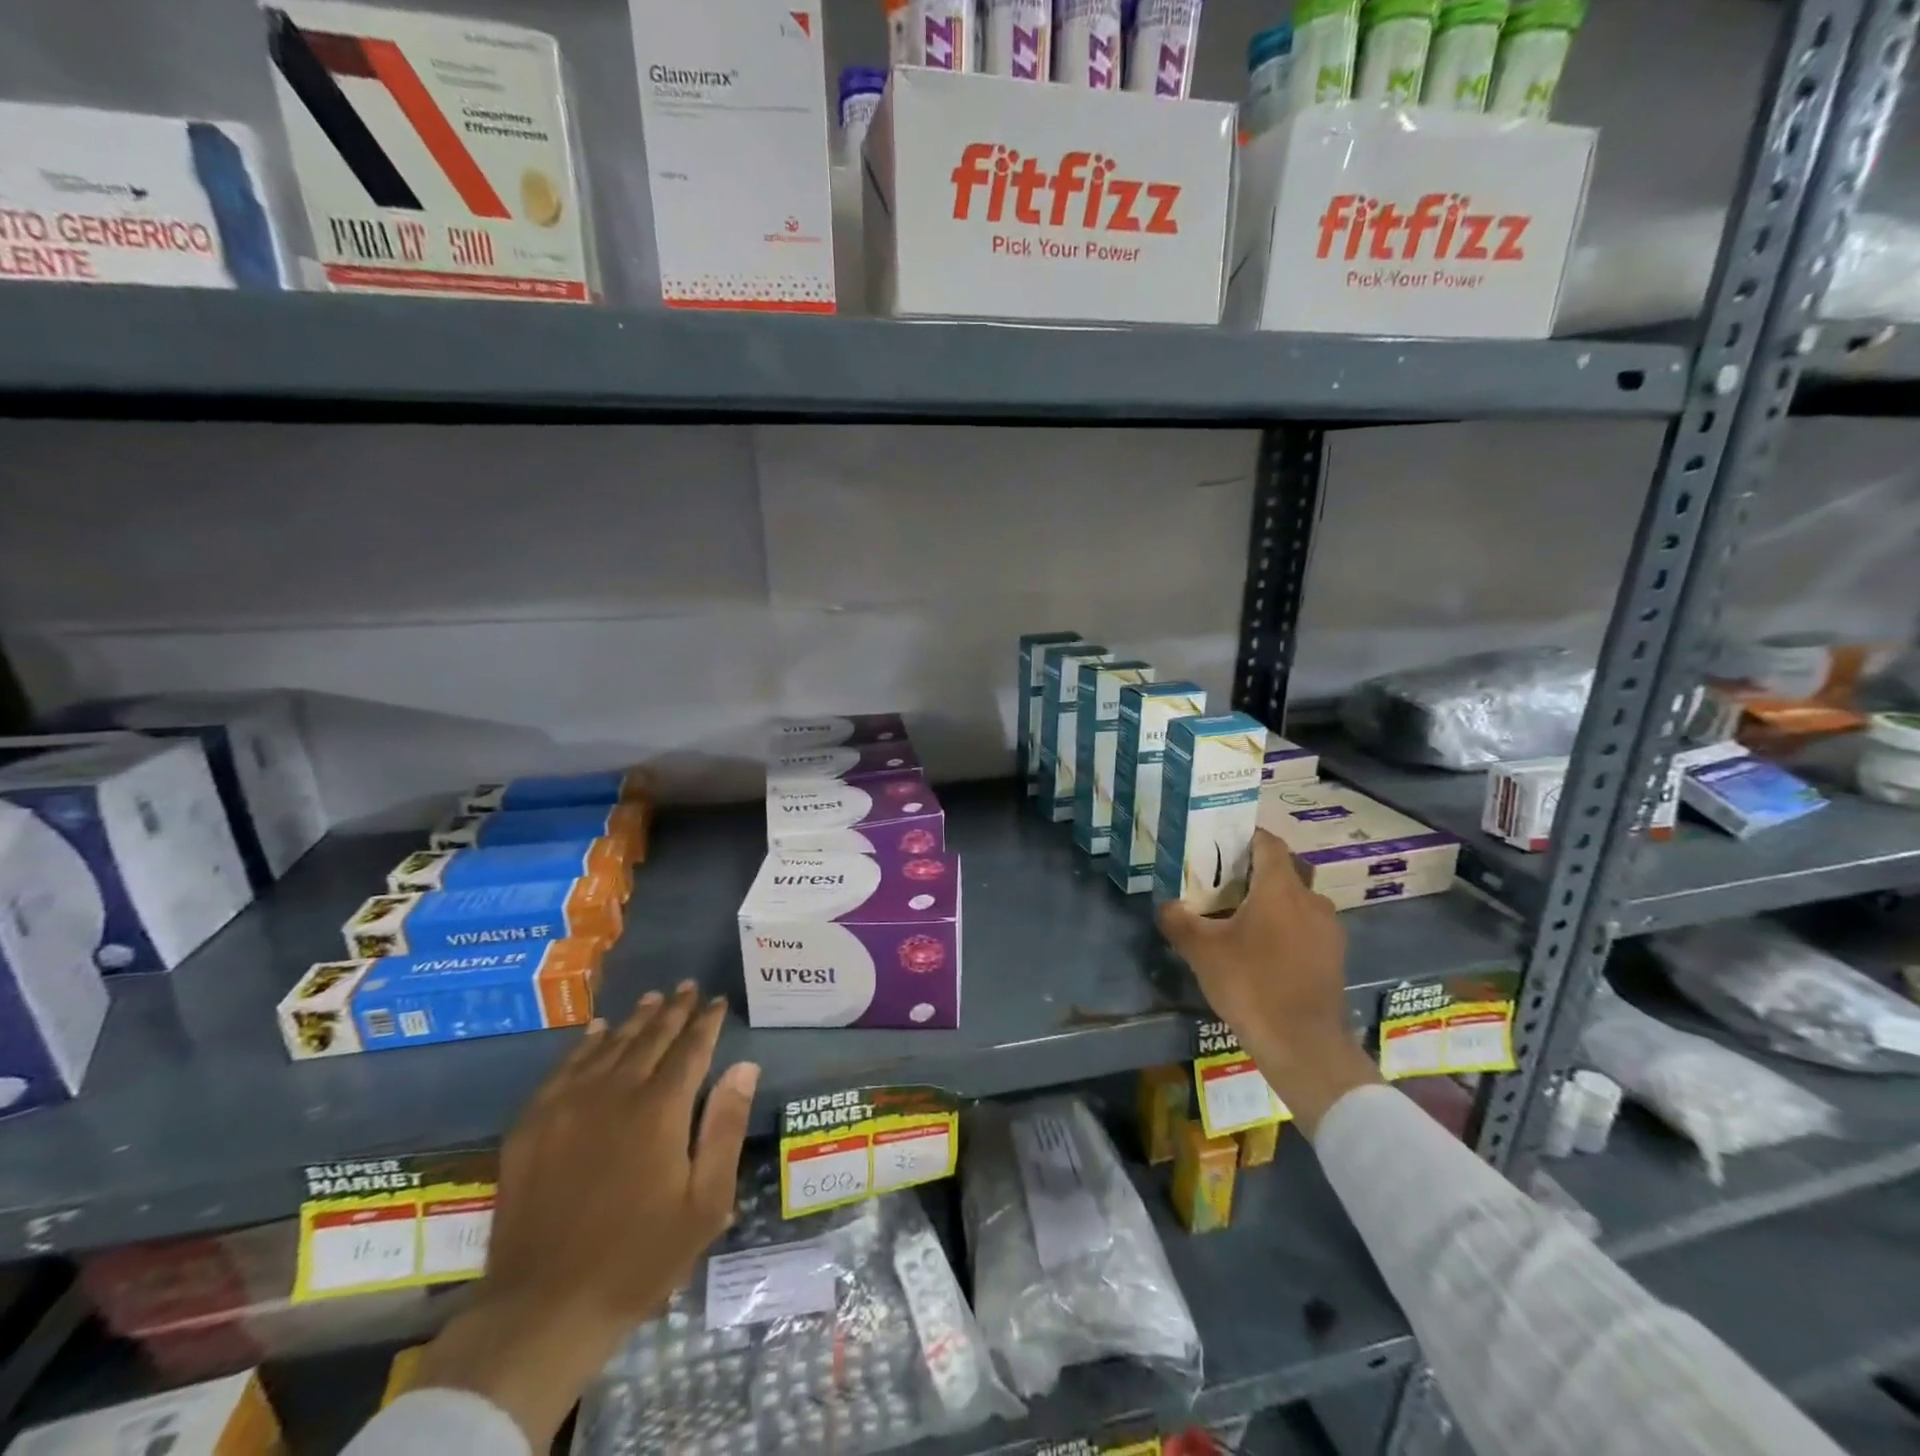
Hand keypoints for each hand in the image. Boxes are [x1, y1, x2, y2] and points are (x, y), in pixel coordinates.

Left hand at [419, 983, 759, 1447]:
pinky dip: (585, 1044)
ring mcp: (568, 1106)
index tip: (717, 1001)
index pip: (691, 1048)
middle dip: (673, 1010)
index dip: (706, 1022)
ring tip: (652, 999)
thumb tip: (744, 1067)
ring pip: (609, 1046)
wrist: (544, 1308)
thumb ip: (725, 1128)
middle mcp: (615, 1093)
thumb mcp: (705, 1202)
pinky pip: (564, 1068)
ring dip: (634, 1020)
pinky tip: (596, 1032)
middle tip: (687, 987)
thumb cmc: (640, 1258)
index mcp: (660, 1109)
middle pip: (650, 1038)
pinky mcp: (532, 1125)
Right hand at [1158, 829, 1380, 1135]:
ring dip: (1269, 903)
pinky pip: (1305, 927)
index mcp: (1280, 888)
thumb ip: (1179, 920)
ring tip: (1238, 919)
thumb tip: (1165, 905)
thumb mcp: (1202, 951)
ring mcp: (1328, 930)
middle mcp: (1311, 900)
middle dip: (1252, 872)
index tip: (1220, 840)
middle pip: (1282, 871)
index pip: (1267, 843)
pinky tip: (1261, 951)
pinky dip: (1284, 928)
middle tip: (1220, 882)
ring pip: (1295, 901)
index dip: (1244, 836)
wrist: (1303, 1045)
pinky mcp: (1333, 957)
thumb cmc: (1251, 985)